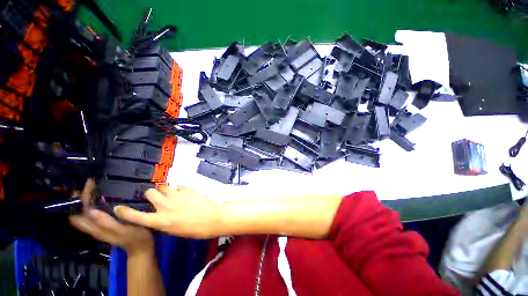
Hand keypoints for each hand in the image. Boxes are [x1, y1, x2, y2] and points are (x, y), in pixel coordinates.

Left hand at [69, 179, 153, 253]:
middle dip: (82, 196)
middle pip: (80, 210)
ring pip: (86, 211)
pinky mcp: (107, 224)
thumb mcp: (123, 230)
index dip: (82, 197)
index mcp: (96, 228)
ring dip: (88, 199)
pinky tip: (105, 197)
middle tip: (93, 182)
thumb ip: (107, 223)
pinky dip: (96, 203)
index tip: (90, 183)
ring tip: (96, 187)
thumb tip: (91, 210)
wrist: (142, 247)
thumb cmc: (136, 237)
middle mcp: (94, 226)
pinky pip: (95, 212)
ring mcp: (100, 226)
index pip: (80, 211)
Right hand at [114, 186, 222, 238]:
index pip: (137, 217)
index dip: (125, 212)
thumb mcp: (175, 230)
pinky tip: (185, 192)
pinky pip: (179, 186)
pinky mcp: (187, 189)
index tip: (118, 208)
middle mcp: (165, 206)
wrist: (213, 218)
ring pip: (164, 186)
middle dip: (151, 193)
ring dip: (165, 189)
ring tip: (172, 193)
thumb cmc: (195, 229)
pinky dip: (179, 188)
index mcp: (161, 221)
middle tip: (157, 196)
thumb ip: (164, 221)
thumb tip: (160, 215)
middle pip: (150, 193)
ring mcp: (177, 196)